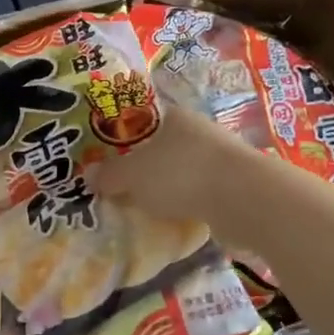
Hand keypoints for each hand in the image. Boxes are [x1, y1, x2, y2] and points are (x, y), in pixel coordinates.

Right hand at [92, 102, 246, 226]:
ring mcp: (220, 158)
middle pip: (161, 147)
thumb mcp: (133, 175)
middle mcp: (198, 130)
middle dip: (143, 166)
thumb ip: (109, 175)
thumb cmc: (181, 173)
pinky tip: (173, 218)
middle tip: (120, 186)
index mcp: (173, 116)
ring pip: (182, 170)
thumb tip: (87, 176)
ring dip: (166, 187)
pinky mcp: (234, 185)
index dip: (122, 138)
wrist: (245, 200)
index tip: (106, 158)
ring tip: (143, 206)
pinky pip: (199, 192)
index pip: (141, 120)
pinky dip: (186, 203)